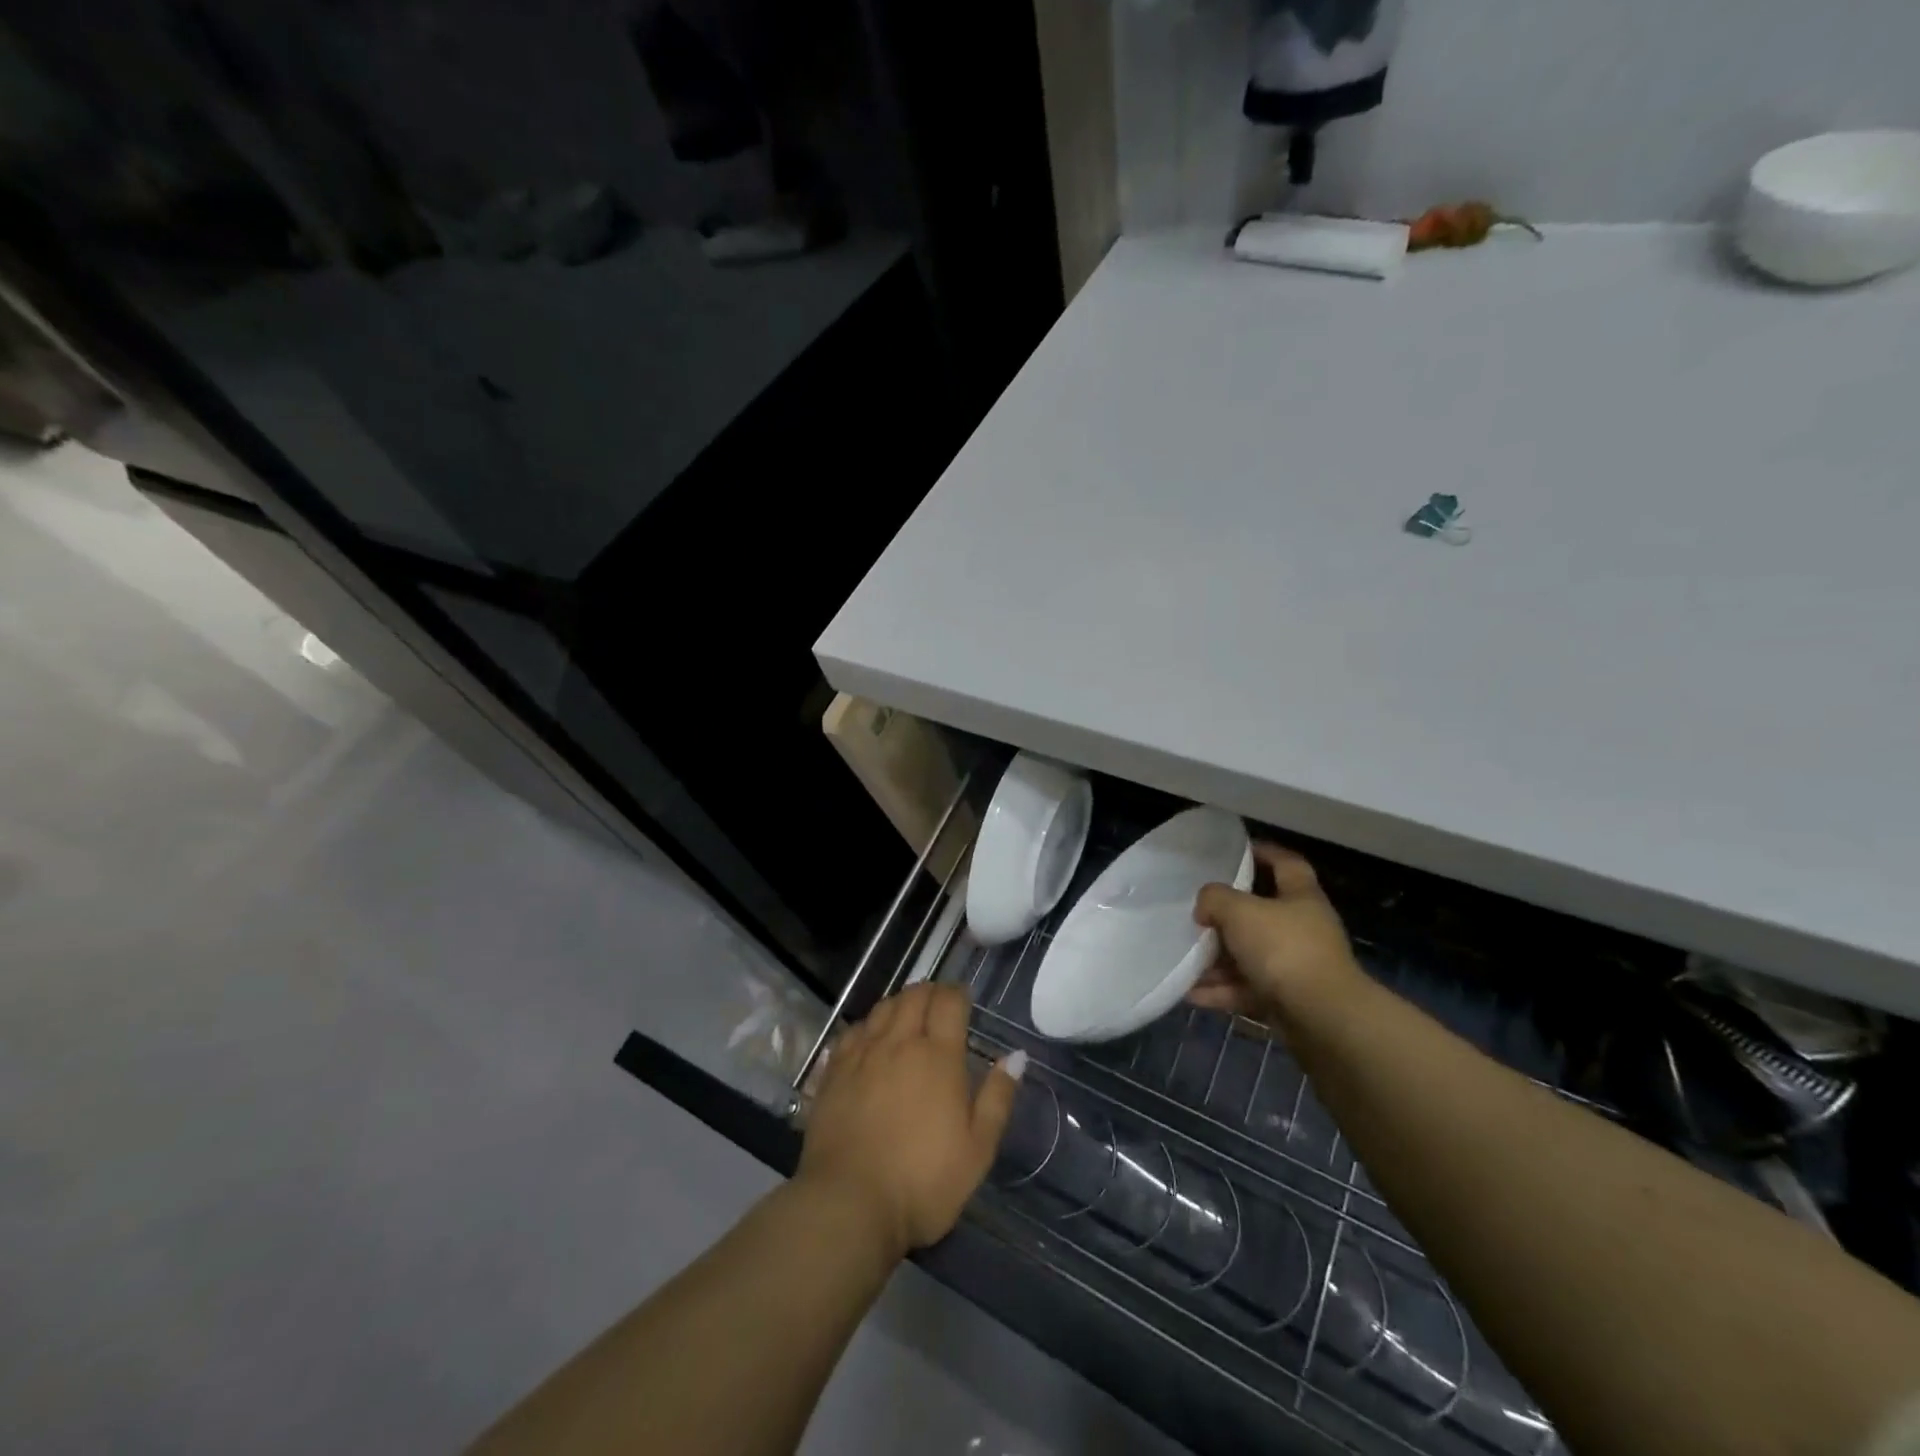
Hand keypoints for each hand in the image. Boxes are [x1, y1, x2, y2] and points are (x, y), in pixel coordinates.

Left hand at [797, 983, 1023, 1259]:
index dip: (958, 993)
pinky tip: (871, 1037)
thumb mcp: (978, 1150)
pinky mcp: (834, 1070)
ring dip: (900, 1003)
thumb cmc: (923, 1182)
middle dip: (930, 991)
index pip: (949, 1001)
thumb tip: (1016, 1055)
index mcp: (938, 1056)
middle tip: (939, 1003)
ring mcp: (863, 1054)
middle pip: (914, 995)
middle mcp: (899, 1043)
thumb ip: (997, 1097)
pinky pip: (854, 1030)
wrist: (848, 1203)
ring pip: (883, 1007)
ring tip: (908, 1014)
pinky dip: (869, 1024)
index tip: (963, 999)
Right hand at [1189, 844, 1364, 1029]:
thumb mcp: (1239, 911)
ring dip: (1217, 960)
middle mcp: (1302, 929)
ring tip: (1184, 959)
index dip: (1264, 853)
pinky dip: (1221, 991)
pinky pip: (1247, 990)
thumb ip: (1215, 899)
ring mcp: (1296, 967)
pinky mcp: (1287, 1000)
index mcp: (1301, 897)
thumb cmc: (1283, 949)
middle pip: (1261, 914)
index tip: (1237, 850)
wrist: (1322, 1018)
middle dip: (1227, 917)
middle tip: (1197, 914)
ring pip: (1250, 956)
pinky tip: (1191, 993)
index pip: (1286, 863)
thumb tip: (1206, 907)